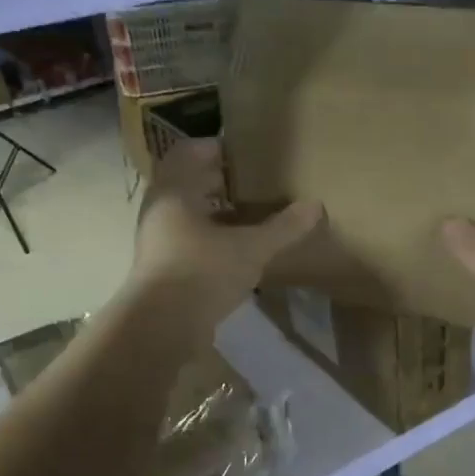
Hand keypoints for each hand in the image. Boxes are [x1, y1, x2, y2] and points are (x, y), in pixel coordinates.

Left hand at [131, 140, 322, 332]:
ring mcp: (158, 240)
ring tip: (253, 214)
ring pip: (189, 213)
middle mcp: (161, 209)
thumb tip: (315, 205)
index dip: (217, 148)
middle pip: (189, 182)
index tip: (248, 153)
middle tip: (257, 181)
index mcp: (175, 191)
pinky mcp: (163, 267)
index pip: (189, 151)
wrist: (161, 327)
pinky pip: (189, 239)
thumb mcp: (251, 248)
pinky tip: (238, 249)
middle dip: (221, 180)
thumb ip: (283, 227)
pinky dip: (212, 237)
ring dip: (217, 211)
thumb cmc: (202, 272)